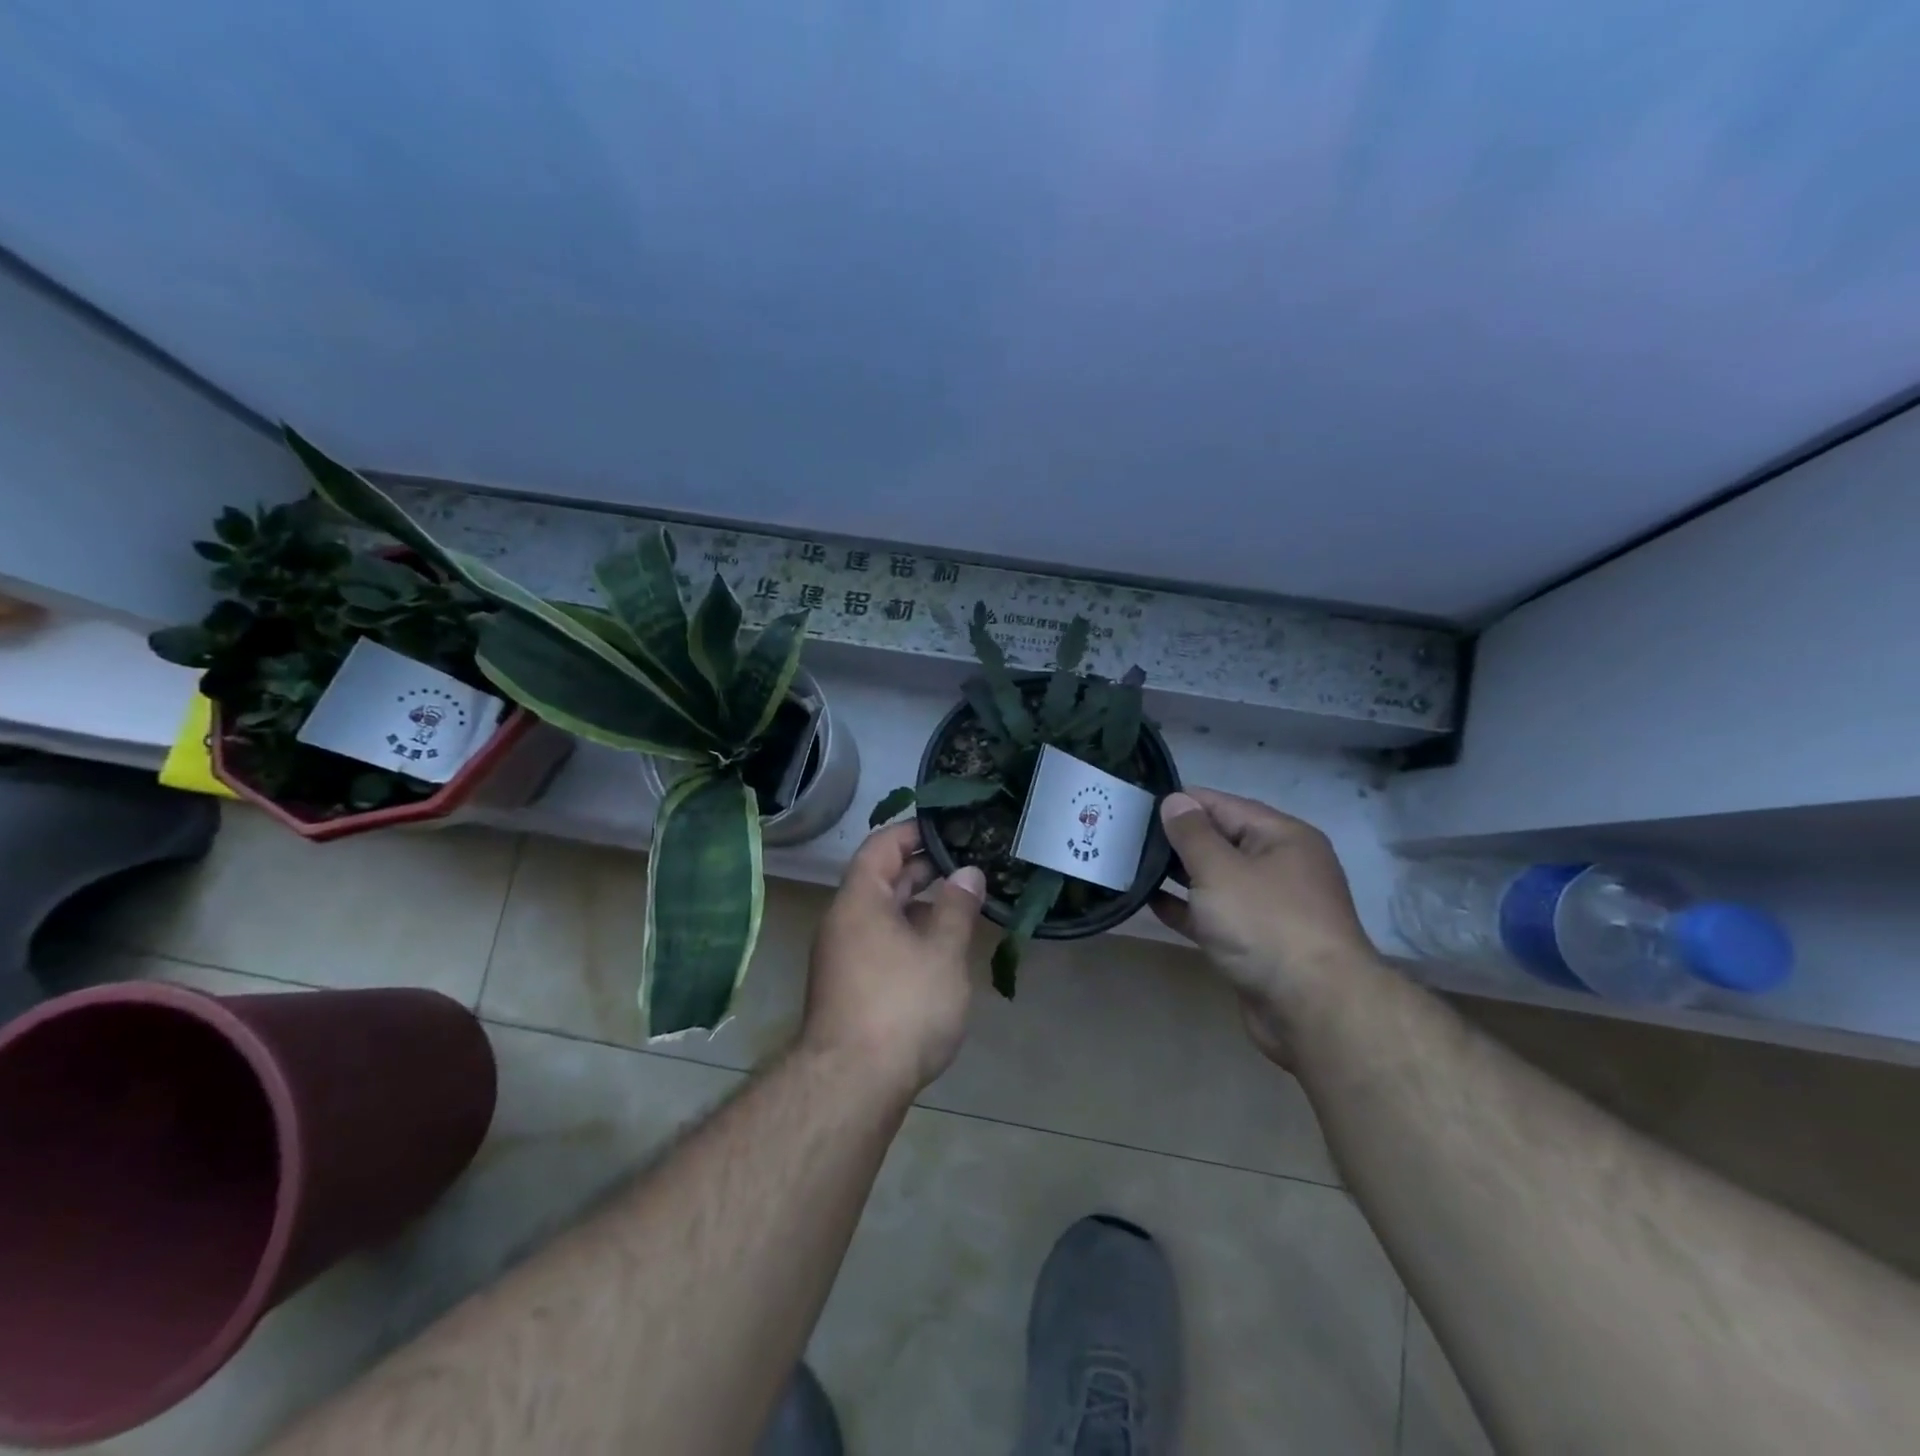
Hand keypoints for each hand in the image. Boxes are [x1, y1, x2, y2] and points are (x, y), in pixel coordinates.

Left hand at [803, 821, 986, 1098]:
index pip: (881, 846)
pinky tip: (940, 948)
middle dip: (921, 869)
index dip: (912, 831)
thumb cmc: (902, 1006)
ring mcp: (842, 957)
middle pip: (880, 880)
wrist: (852, 1086)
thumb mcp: (941, 952)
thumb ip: (956, 908)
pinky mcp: (850, 988)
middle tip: (964, 862)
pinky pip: (881, 943)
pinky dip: (909, 934)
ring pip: (882, 916)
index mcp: (859, 901)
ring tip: (960, 902)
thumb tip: (967, 872)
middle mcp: (843, 922)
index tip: (947, 828)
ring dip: (918, 905)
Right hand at [1152, 789, 1376, 1063]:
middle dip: (1177, 838)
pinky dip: (1186, 907)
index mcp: (1281, 837)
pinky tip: (1149, 902)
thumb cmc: (1265, 924)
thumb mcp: (1220, 869)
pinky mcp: (1256, 943)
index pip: (1223, 805)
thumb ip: (1192, 833)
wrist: (1312, 1009)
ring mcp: (1269, 907)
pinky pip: (1215, 914)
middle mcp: (1280, 866)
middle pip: (1221, 840)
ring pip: (1216, 880)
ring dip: (1178, 874)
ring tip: (1131, 864)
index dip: (1181, 802)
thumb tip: (1175, 800)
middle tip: (1126, 834)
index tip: (1138, 803)